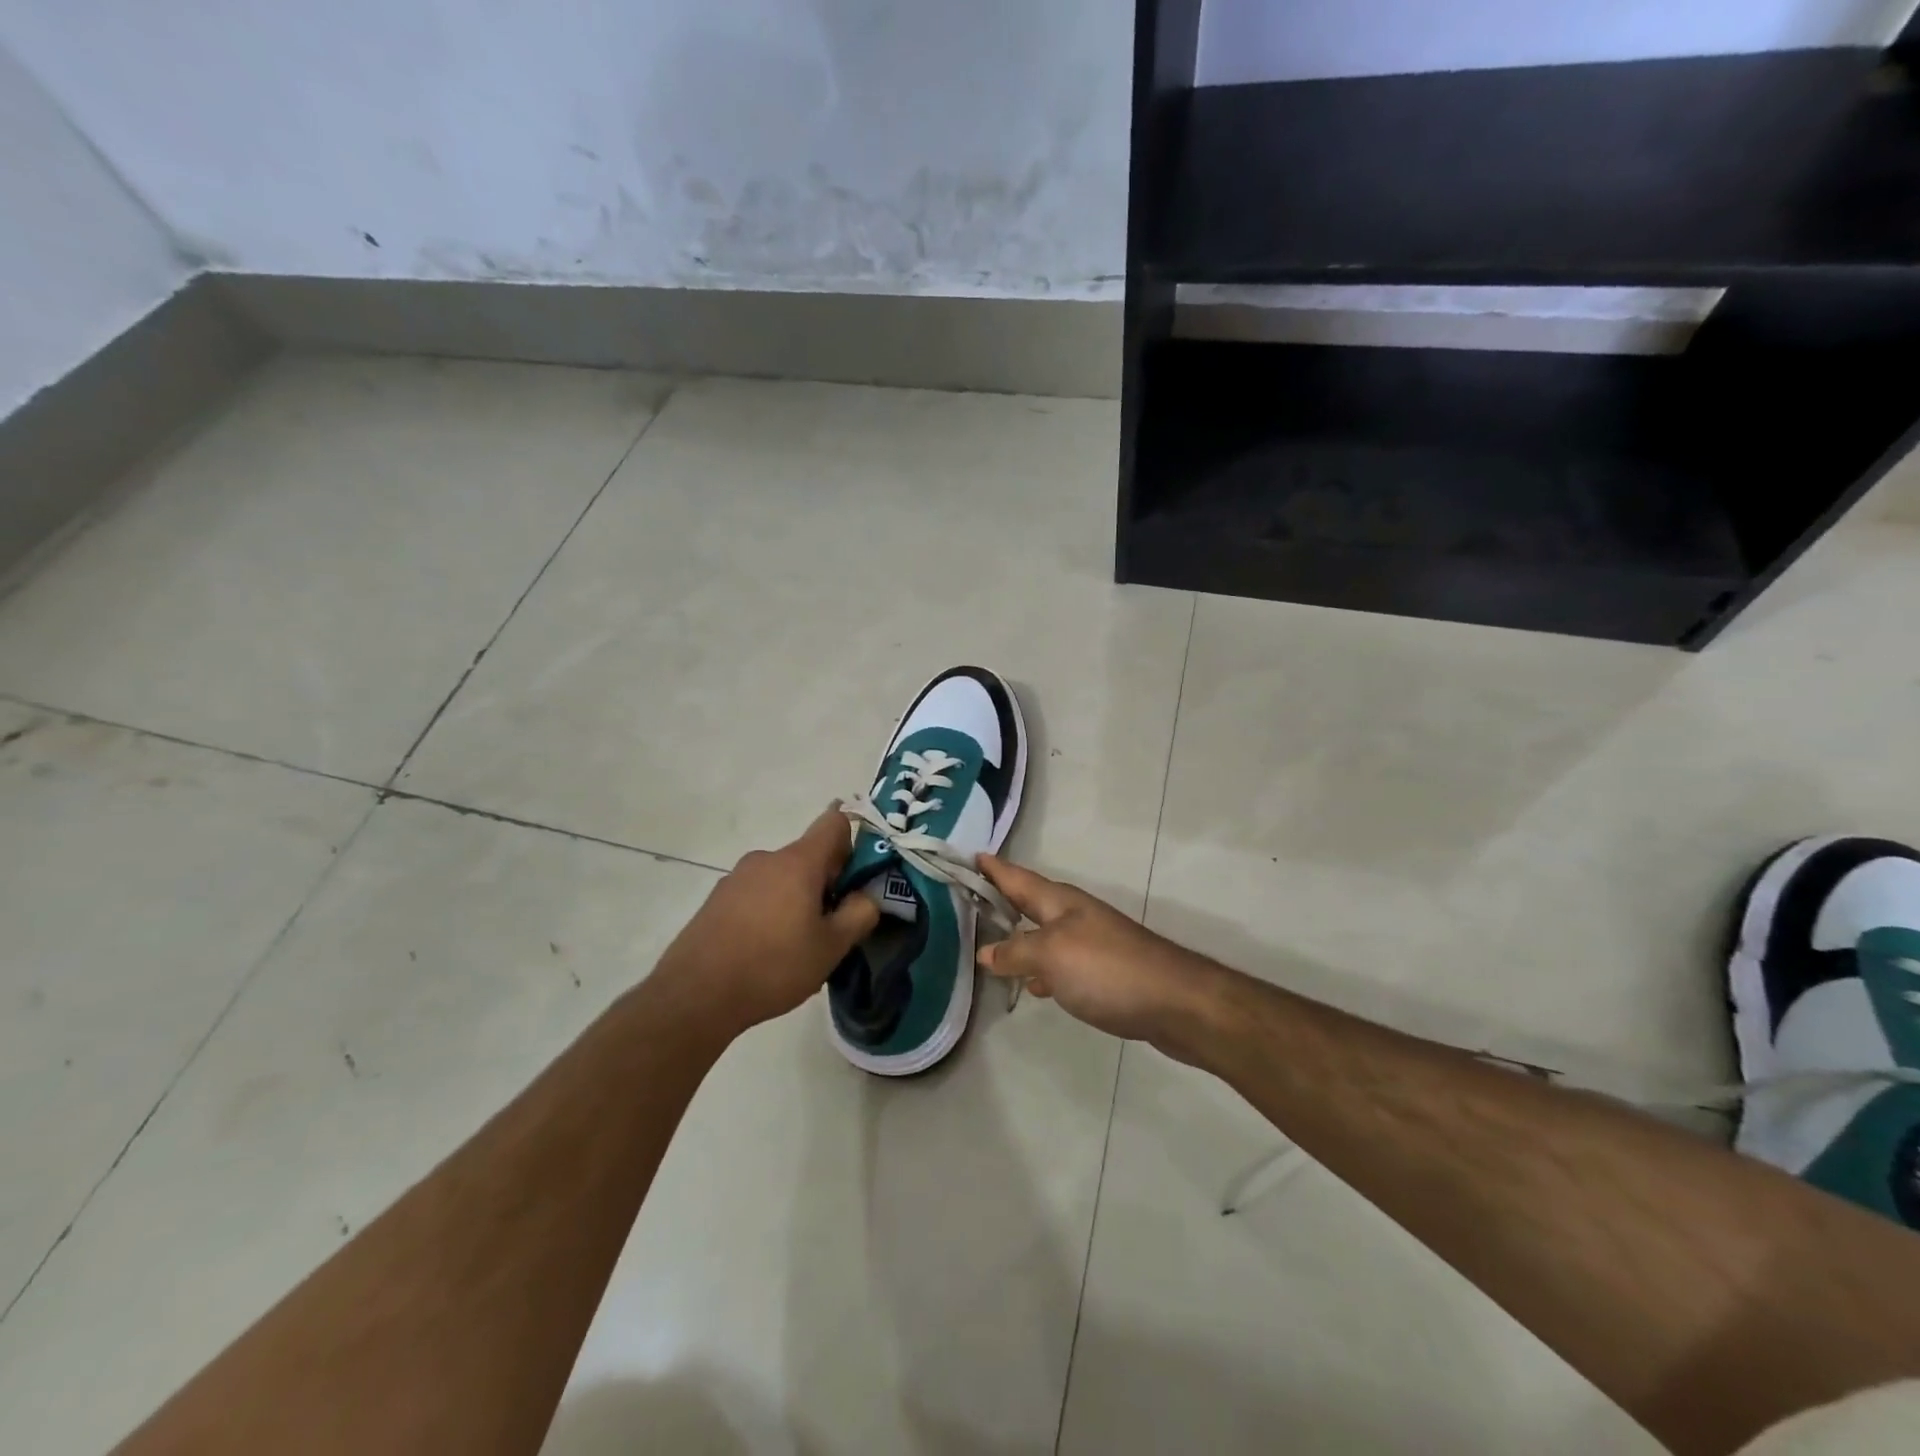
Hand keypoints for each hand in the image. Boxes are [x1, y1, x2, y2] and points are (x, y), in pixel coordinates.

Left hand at [655, 806, 879, 1035]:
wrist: (695, 995)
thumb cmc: (773, 965)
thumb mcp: (832, 947)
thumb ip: (860, 913)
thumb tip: (868, 894)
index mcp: (798, 862)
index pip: (834, 822)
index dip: (854, 840)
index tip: (858, 876)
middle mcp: (766, 858)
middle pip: (808, 855)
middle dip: (826, 881)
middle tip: (832, 924)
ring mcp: (736, 878)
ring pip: (782, 877)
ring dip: (796, 898)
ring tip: (797, 944)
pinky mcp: (716, 900)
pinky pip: (757, 894)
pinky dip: (769, 910)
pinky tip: (765, 950)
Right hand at [975, 856, 1213, 1045]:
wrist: (1174, 1001)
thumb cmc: (1106, 968)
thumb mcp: (1051, 956)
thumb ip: (1015, 952)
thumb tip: (985, 951)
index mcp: (1059, 901)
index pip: (1016, 877)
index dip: (993, 868)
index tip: (969, 854)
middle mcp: (1073, 915)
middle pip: (1029, 902)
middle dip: (1001, 899)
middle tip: (968, 898)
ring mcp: (1090, 942)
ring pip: (1043, 933)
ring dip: (1018, 936)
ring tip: (988, 942)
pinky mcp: (1102, 971)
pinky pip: (1059, 962)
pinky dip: (1041, 968)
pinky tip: (1033, 986)